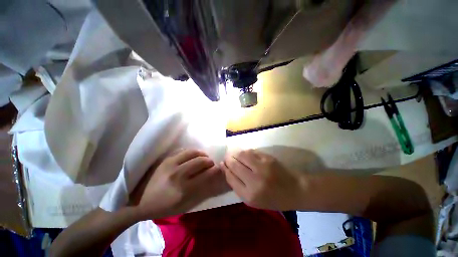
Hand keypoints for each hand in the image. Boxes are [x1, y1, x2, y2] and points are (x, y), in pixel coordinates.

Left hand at [132, 149, 228, 219]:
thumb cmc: (162, 207)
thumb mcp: (183, 205)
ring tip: (203, 158)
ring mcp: (170, 164)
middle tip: (210, 164)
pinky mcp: (165, 159)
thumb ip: (199, 190)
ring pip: (193, 152)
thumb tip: (211, 177)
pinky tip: (192, 156)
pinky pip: (183, 150)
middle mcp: (178, 174)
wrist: (137, 201)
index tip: (219, 168)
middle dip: (209, 161)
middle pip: (201, 160)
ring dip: (202, 154)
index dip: (216, 170)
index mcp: (183, 189)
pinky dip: (191, 152)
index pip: (206, 174)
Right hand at [221, 149, 306, 210]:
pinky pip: (251, 152)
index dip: (224, 169)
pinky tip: (245, 155)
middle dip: (228, 159)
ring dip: (235, 154)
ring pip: (241, 155)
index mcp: (249, 196)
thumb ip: (239, 186)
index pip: (230, 177)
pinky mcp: (268, 158)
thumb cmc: (273, 199)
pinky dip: (245, 152)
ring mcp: (262, 167)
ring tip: (234, 155)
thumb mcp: (253, 201)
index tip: (222, 164)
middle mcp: (254, 181)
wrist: (295, 190)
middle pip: (234, 164)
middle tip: (227, 158)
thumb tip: (227, 169)